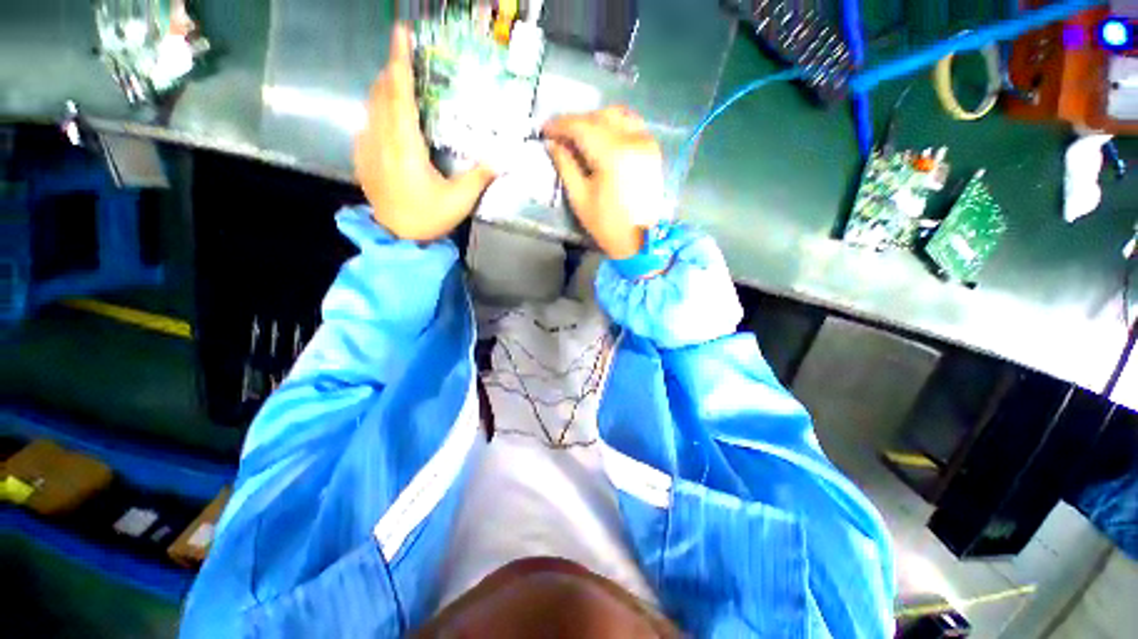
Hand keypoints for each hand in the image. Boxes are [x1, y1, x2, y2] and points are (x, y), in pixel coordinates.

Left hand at [354, 24, 496, 240]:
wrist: (397, 237)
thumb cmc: (428, 217)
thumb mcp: (460, 200)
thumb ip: (479, 177)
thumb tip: (499, 160)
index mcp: (404, 146)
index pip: (399, 93)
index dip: (400, 61)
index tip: (400, 32)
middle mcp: (381, 139)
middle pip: (381, 92)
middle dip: (392, 71)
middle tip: (406, 60)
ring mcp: (367, 148)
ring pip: (371, 106)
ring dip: (384, 89)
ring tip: (400, 85)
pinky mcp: (362, 157)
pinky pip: (367, 123)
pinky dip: (379, 112)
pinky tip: (391, 121)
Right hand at [543, 107, 664, 259]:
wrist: (640, 241)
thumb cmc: (607, 224)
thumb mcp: (580, 198)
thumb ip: (565, 165)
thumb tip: (552, 143)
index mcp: (612, 154)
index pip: (581, 126)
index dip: (560, 125)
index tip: (544, 130)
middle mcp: (632, 140)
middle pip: (599, 116)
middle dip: (576, 122)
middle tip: (560, 135)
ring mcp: (646, 142)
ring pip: (617, 115)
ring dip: (595, 120)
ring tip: (580, 135)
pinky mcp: (653, 149)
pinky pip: (632, 124)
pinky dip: (615, 124)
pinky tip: (603, 137)